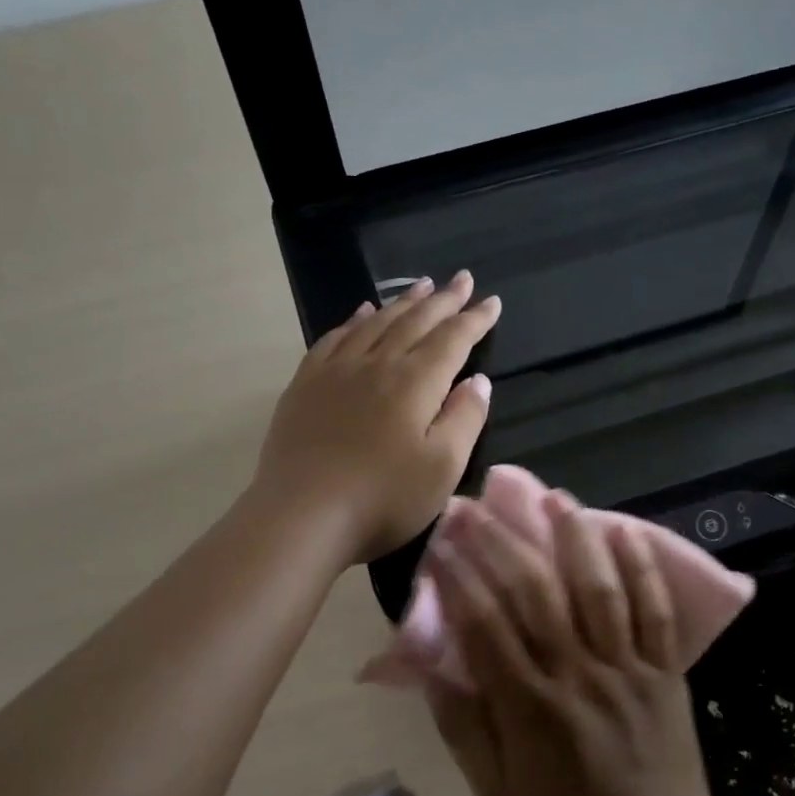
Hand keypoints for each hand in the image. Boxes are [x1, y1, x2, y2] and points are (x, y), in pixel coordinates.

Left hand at [253, 273, 500, 563]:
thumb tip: (478, 380)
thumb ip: (465, 419)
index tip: (492, 302)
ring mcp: (336, 371)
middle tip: (462, 279)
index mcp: (415, 383)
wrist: (302, 517)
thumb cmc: (383, 500)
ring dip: (402, 302)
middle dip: (443, 300)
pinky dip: (354, 320)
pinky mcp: (305, 386)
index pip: (453, 340)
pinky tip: (361, 313)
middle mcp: (377, 364)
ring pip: (375, 323)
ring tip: (421, 286)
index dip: (475, 319)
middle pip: (416, 322)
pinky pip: (334, 338)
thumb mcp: (442, 468)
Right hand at [423, 492, 722, 795]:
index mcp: (529, 708)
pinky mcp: (665, 671)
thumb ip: (464, 728)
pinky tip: (626, 531)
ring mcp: (627, 668)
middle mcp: (577, 675)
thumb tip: (430, 667)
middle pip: (535, 593)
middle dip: (503, 543)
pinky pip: (655, 611)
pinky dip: (643, 569)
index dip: (458, 577)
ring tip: (554, 498)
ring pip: (599, 589)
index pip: (484, 625)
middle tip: (479, 506)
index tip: (441, 542)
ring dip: (574, 538)